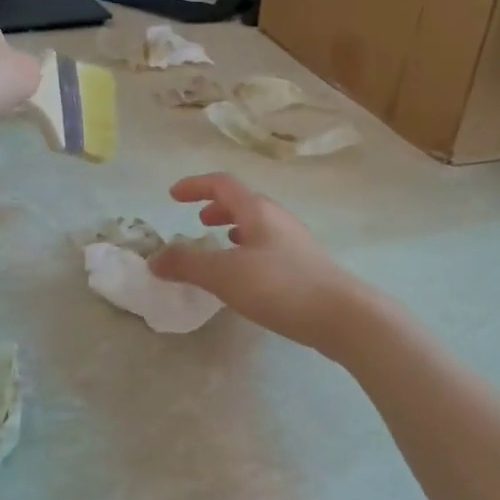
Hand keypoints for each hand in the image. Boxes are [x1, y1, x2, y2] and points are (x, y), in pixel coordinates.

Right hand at [149, 173, 376, 353]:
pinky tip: (246, 277)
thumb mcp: (225, 275)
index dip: (195, 185)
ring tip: (219, 247)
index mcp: (258, 210)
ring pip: (257, 226)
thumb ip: (187, 264)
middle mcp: (278, 219)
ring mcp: (295, 242)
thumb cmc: (282, 286)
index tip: (173, 196)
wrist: (343, 316)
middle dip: (216, 208)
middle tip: (198, 223)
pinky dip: (247, 250)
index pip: (222, 183)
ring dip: (233, 229)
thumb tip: (155, 258)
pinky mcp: (305, 266)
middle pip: (243, 202)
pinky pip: (267, 246)